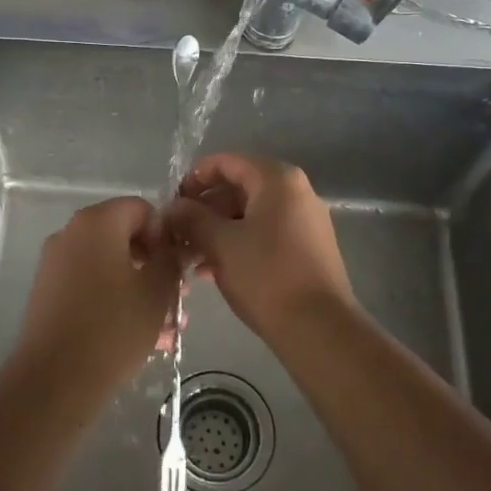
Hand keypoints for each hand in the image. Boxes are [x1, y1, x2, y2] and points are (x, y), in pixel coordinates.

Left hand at [12, 196, 181, 392]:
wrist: (55, 380)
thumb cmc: (113, 327)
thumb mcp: (157, 291)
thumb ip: (171, 260)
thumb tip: (177, 246)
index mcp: (97, 222)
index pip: (141, 209)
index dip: (165, 234)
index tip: (179, 268)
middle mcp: (71, 234)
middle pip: (124, 237)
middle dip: (154, 266)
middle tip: (178, 299)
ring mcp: (55, 264)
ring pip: (110, 267)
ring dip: (140, 290)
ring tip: (166, 329)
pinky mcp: (48, 294)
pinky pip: (91, 286)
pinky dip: (115, 302)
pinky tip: (141, 338)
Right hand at [163, 154, 356, 340]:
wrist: (318, 328)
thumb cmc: (266, 276)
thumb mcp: (220, 244)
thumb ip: (192, 218)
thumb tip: (173, 207)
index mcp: (277, 179)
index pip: (226, 162)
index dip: (194, 178)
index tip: (172, 204)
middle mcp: (296, 191)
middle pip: (239, 187)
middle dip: (204, 209)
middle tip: (177, 234)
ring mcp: (305, 220)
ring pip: (250, 214)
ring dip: (217, 230)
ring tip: (189, 257)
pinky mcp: (308, 248)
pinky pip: (265, 233)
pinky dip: (238, 244)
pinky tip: (212, 270)